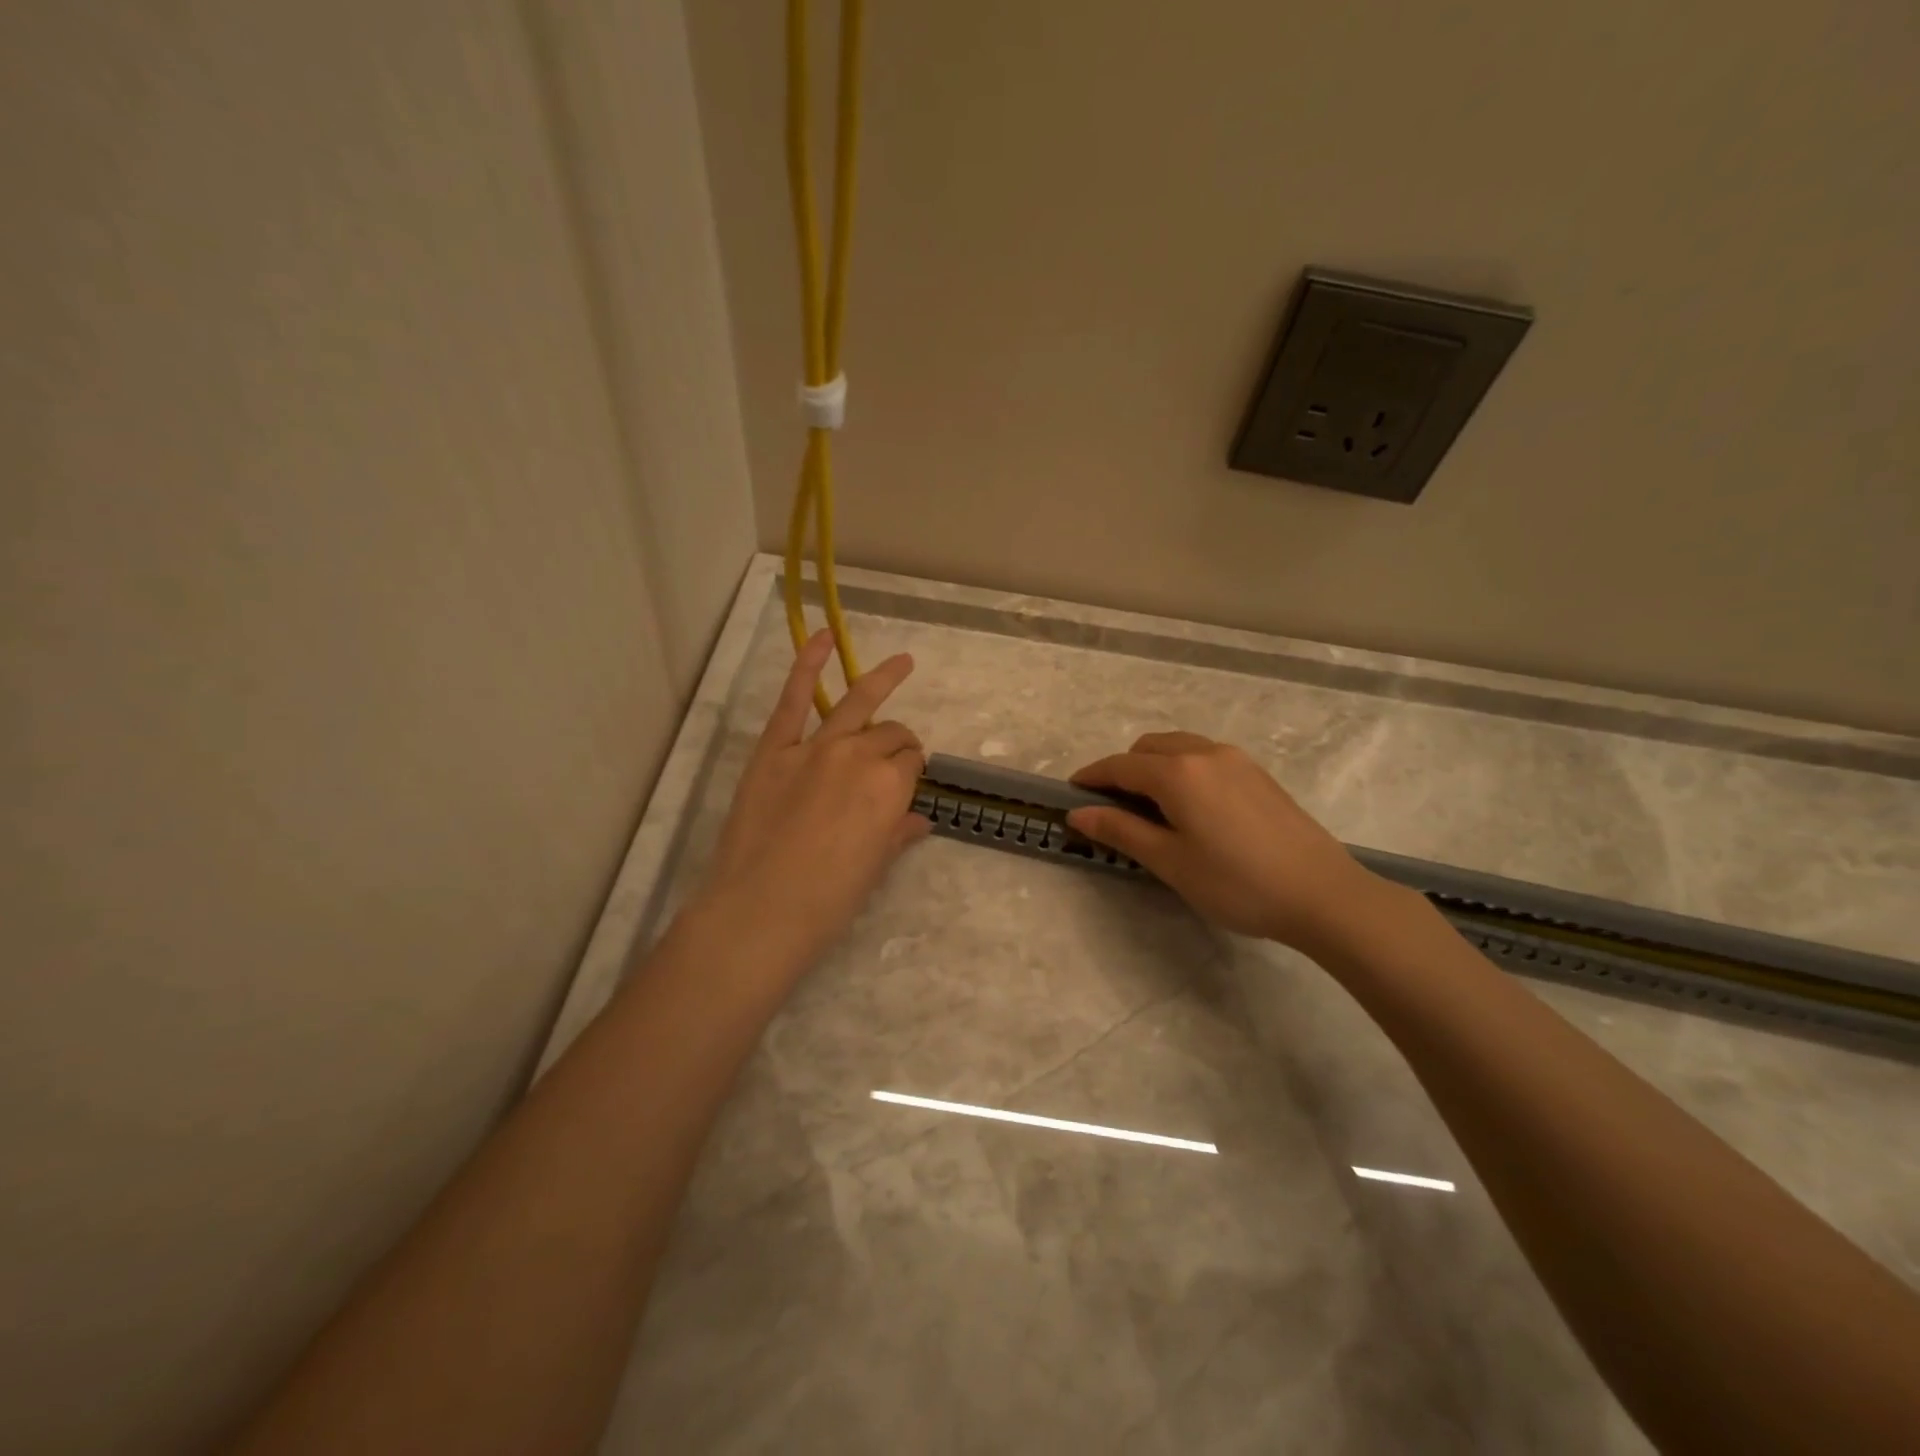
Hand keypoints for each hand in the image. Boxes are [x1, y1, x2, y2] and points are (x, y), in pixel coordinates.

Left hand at [699, 630, 930, 979]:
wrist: (760, 911)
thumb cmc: (827, 900)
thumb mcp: (873, 868)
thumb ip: (898, 833)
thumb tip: (919, 820)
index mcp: (890, 787)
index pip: (912, 764)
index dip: (912, 774)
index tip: (905, 787)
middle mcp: (859, 755)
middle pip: (892, 735)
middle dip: (900, 745)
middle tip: (895, 763)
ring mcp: (814, 747)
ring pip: (857, 704)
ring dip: (883, 679)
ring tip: (902, 663)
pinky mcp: (774, 749)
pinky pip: (794, 698)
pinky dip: (807, 664)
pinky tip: (823, 637)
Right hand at [1067, 731, 1375, 953]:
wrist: (1323, 894)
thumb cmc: (1236, 883)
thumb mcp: (1170, 862)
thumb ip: (1121, 830)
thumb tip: (1078, 813)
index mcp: (1177, 772)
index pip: (1120, 766)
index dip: (1091, 777)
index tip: (1071, 793)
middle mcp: (1205, 753)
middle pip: (1148, 749)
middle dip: (1123, 770)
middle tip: (1113, 809)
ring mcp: (1236, 760)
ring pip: (1179, 748)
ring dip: (1154, 767)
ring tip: (1151, 808)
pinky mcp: (1258, 774)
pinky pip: (1205, 757)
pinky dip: (1183, 770)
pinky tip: (1191, 808)